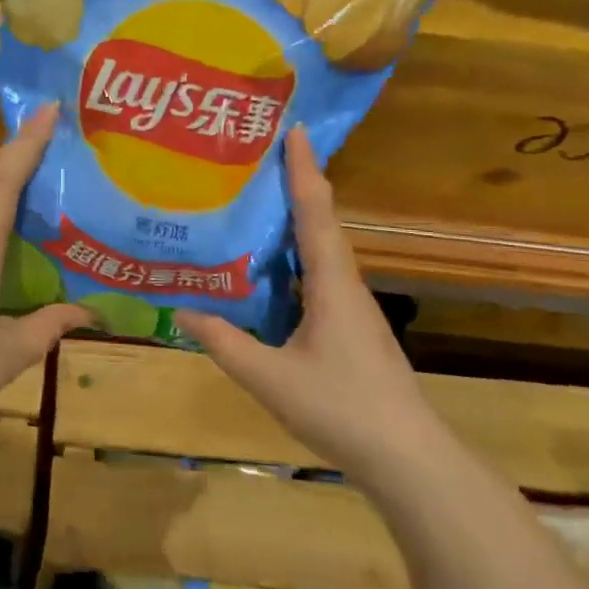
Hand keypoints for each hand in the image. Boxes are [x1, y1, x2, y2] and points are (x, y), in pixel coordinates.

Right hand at [176, 125, 442, 483]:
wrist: (408, 460)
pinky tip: (268, 271)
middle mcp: (345, 285)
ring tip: (256, 203)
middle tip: (259, 156)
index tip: (294, 128)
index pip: (315, 212)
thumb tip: (180, 309)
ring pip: (320, 250)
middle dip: (296, 184)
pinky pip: (317, 276)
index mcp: (331, 284)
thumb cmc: (342, 409)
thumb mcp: (269, 377)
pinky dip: (293, 258)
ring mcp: (351, 309)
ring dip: (295, 220)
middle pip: (320, 222)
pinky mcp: (350, 329)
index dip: (303, 169)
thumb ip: (224, 342)